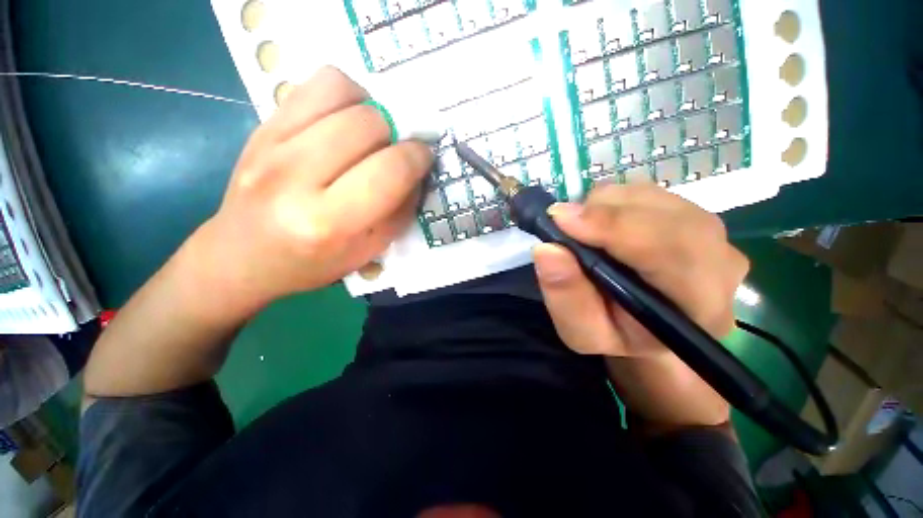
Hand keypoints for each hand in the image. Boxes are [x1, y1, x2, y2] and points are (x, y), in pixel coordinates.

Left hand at [189, 67, 432, 314]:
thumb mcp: (370, 250)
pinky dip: (343, 95)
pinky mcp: (260, 126)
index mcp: (328, 221)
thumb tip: (416, 170)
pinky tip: (344, 121)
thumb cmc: (313, 262)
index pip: (390, 170)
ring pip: (342, 91)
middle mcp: (295, 177)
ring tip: (369, 135)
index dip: (418, 157)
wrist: (243, 255)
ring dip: (371, 110)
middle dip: (395, 136)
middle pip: (369, 123)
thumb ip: (400, 210)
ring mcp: (271, 144)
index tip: (423, 158)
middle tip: (392, 153)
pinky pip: (314, 84)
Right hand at [533, 184, 748, 357]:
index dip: (613, 227)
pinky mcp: (693, 215)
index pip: (671, 251)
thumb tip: (547, 249)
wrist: (647, 327)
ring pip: (655, 197)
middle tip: (562, 222)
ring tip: (581, 230)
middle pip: (666, 215)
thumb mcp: (581, 332)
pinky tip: (600, 223)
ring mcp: (712, 234)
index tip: (561, 220)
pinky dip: (614, 201)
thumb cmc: (615, 335)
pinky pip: (650, 192)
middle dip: (605, 211)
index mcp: (700, 308)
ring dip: (606, 206)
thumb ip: (566, 297)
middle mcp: (720, 263)